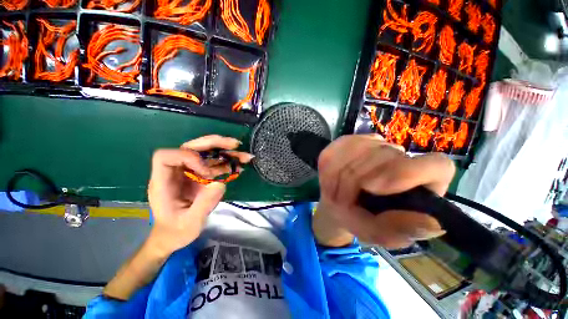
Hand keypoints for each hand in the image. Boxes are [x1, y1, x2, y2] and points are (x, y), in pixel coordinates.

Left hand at [147, 135, 253, 254]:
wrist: (174, 235)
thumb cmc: (176, 231)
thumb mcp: (190, 223)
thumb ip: (204, 204)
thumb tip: (220, 183)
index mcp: (164, 182)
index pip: (167, 157)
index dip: (188, 158)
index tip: (206, 172)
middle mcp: (176, 172)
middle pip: (190, 148)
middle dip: (213, 144)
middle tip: (234, 145)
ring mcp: (189, 173)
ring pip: (206, 154)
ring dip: (226, 152)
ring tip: (244, 156)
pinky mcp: (200, 176)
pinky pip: (214, 165)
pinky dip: (228, 163)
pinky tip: (240, 166)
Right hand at [315, 134, 454, 248]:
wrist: (336, 205)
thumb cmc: (360, 219)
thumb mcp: (376, 233)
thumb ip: (398, 231)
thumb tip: (432, 223)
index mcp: (423, 181)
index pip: (436, 166)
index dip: (405, 173)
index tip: (372, 188)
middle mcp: (404, 157)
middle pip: (384, 156)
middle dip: (354, 181)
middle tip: (341, 201)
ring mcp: (376, 144)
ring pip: (358, 148)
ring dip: (339, 174)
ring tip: (335, 192)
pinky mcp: (351, 139)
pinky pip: (340, 146)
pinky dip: (331, 164)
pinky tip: (330, 177)